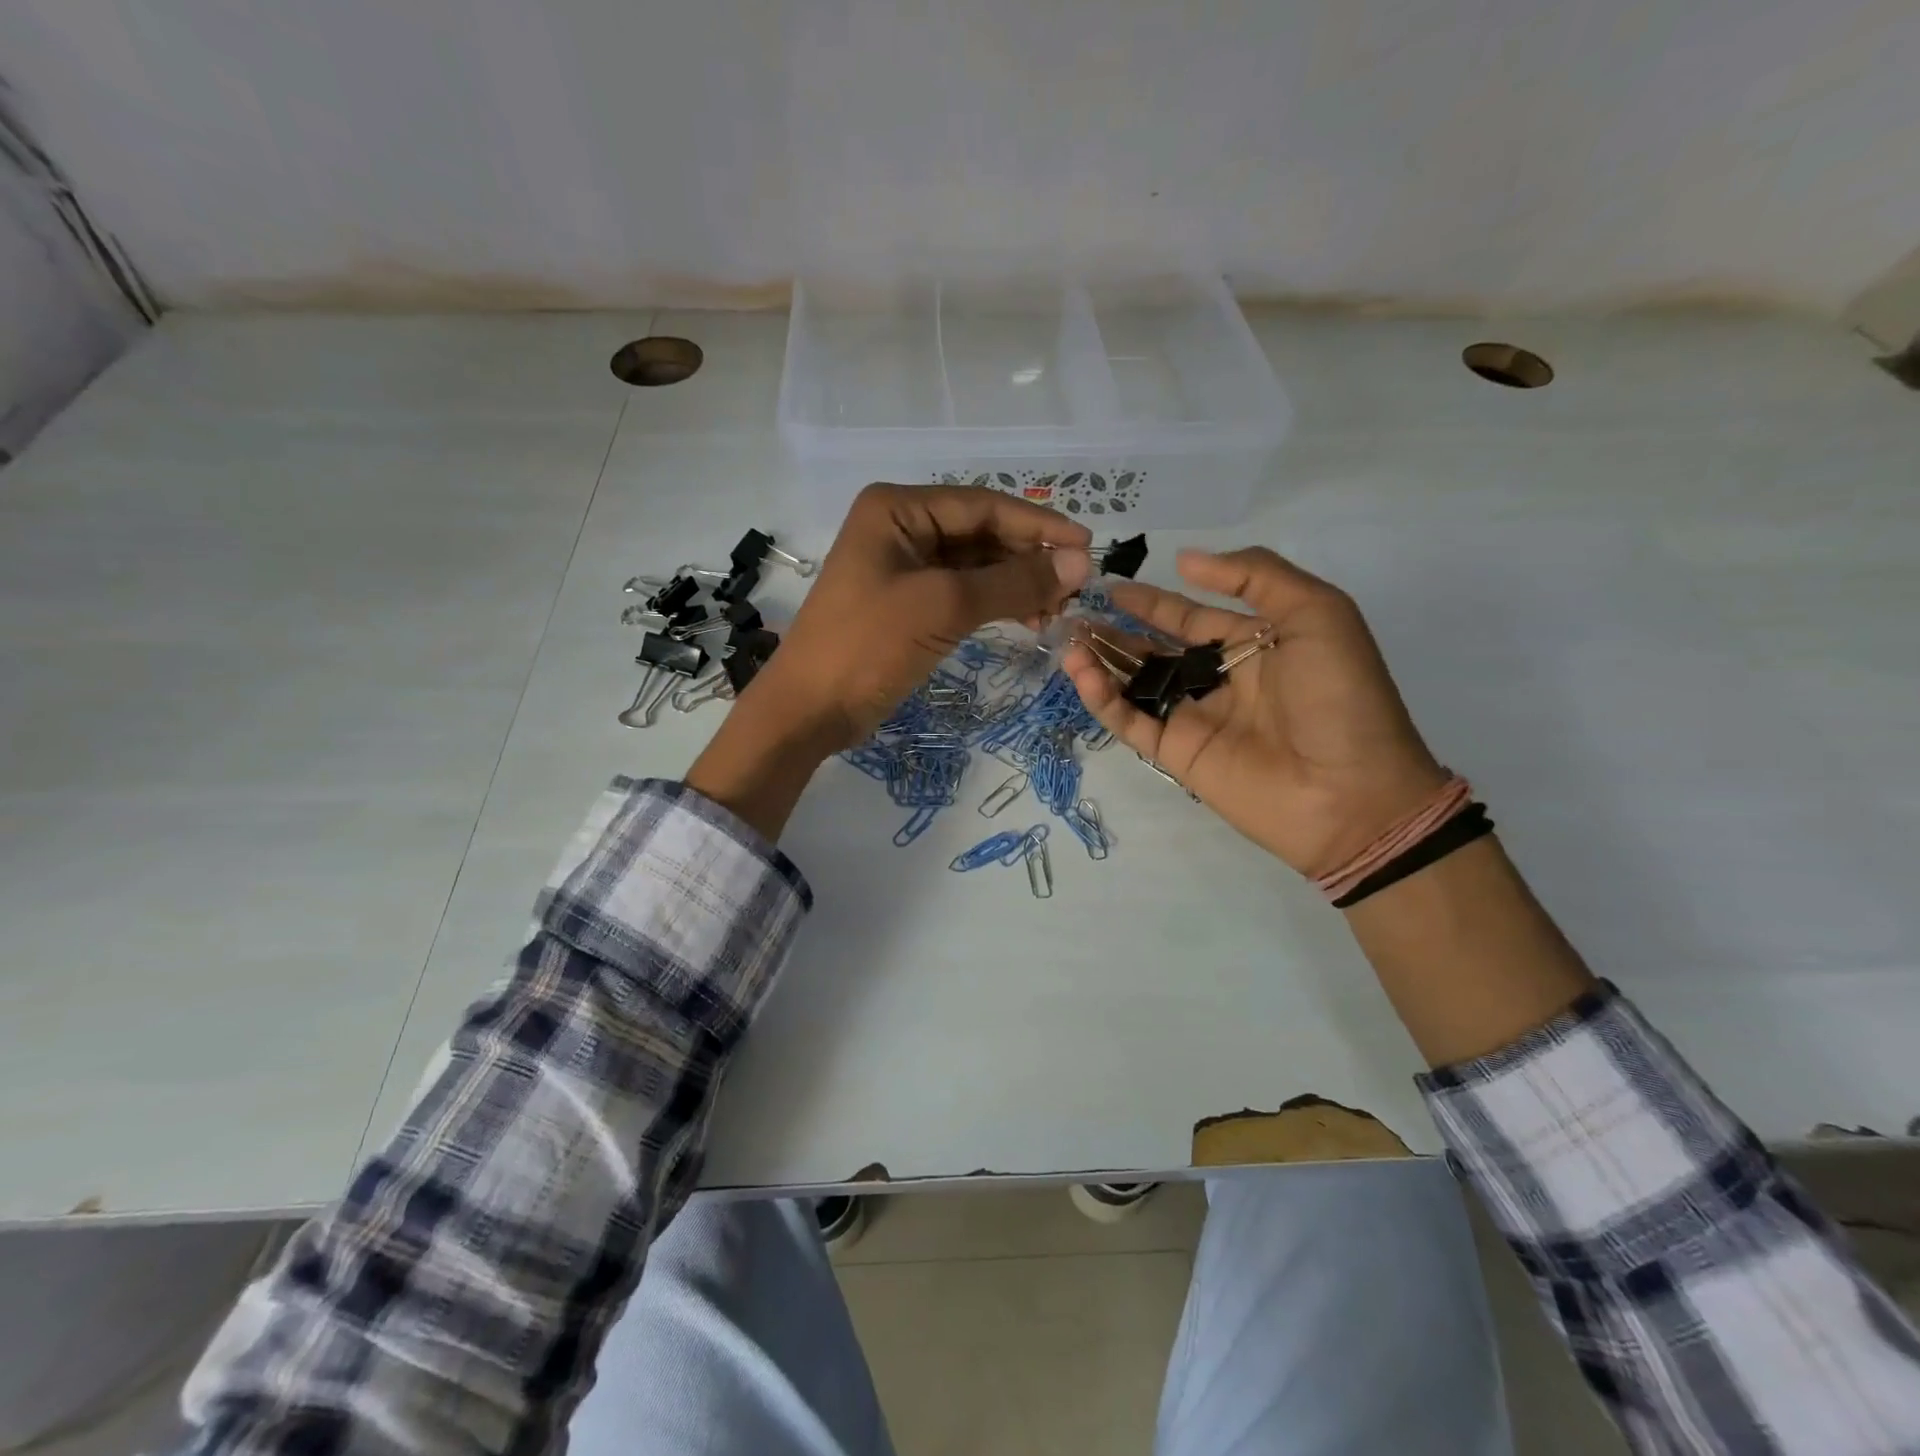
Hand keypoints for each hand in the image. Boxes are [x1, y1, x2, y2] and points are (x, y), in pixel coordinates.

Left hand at [689, 484, 1089, 838]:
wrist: (811, 708)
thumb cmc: (868, 645)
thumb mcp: (944, 607)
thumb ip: (1014, 583)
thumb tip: (1082, 564)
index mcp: (898, 509)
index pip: (983, 506)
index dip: (1038, 525)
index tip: (1088, 546)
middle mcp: (900, 528)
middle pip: (982, 534)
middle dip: (1029, 560)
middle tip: (1074, 590)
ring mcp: (903, 568)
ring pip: (976, 566)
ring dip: (1016, 585)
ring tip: (1055, 613)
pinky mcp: (908, 604)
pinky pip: (962, 593)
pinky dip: (995, 604)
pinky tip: (1027, 621)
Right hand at [1062, 547, 1444, 878]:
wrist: (1352, 793)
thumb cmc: (1340, 697)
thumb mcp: (1318, 613)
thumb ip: (1255, 576)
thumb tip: (1185, 561)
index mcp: (1254, 645)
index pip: (1191, 618)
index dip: (1154, 602)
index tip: (1113, 586)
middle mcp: (1219, 680)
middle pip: (1155, 650)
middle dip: (1117, 631)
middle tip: (1077, 613)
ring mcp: (1195, 718)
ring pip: (1135, 684)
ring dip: (1101, 661)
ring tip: (1069, 640)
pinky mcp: (1176, 754)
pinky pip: (1131, 721)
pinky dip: (1103, 700)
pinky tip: (1082, 674)